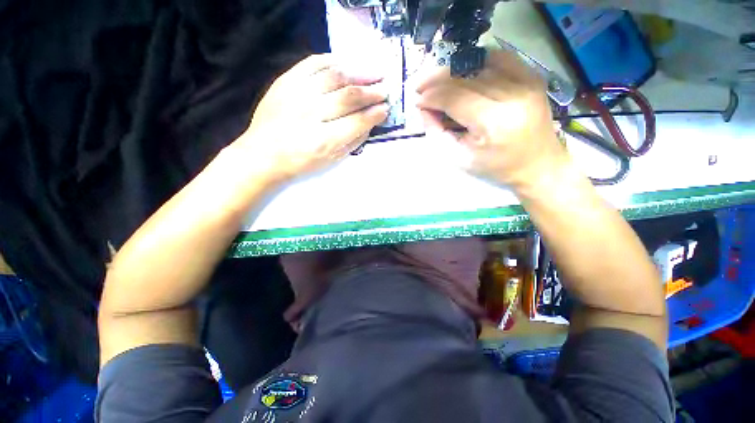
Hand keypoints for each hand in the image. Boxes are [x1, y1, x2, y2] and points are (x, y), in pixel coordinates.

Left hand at [236, 54, 388, 181]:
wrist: (263, 153)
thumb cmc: (301, 163)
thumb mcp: (331, 161)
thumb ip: (353, 142)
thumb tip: (370, 123)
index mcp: (325, 140)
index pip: (358, 122)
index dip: (375, 114)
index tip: (386, 109)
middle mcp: (312, 114)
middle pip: (349, 97)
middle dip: (372, 92)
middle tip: (385, 89)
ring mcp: (297, 94)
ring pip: (335, 76)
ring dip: (359, 73)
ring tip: (374, 72)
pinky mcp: (286, 81)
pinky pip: (313, 63)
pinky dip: (333, 61)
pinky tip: (347, 63)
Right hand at [415, 50, 566, 187]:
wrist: (537, 164)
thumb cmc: (494, 167)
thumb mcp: (458, 158)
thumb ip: (436, 133)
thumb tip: (424, 107)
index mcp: (494, 122)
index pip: (455, 98)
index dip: (432, 96)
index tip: (417, 99)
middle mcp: (512, 95)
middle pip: (465, 78)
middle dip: (437, 80)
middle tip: (420, 86)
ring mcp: (526, 81)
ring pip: (479, 65)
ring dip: (452, 70)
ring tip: (436, 80)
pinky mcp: (532, 76)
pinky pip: (499, 58)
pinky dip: (476, 61)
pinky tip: (462, 71)